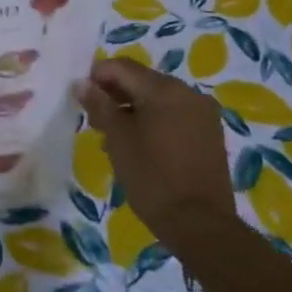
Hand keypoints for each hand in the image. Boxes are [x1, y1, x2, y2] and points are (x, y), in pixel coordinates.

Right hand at [75, 58, 245, 242]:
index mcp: (164, 89)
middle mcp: (188, 92)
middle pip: (142, 80)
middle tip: (95, 121)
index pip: (122, 67)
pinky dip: (154, 121)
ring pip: (159, 98)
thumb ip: (100, 106)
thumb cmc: (152, 178)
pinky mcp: (210, 133)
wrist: (199, 223)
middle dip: (116, 94)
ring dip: (134, 109)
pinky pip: (175, 114)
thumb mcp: (118, 140)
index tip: (81, 99)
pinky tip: (141, 145)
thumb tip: (82, 83)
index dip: (97, 77)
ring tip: (116, 137)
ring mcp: (203, 113)